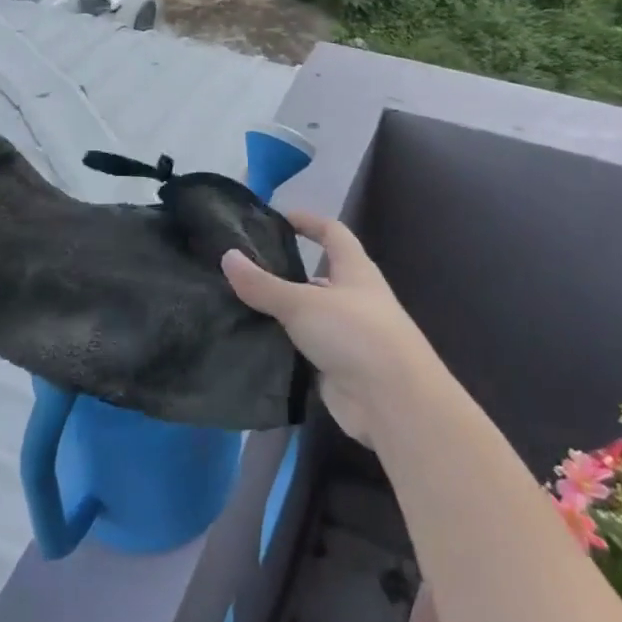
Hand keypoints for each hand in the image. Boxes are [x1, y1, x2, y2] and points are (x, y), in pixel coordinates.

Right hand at [222, 212, 435, 445]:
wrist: (393, 403)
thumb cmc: (355, 334)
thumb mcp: (303, 303)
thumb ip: (263, 284)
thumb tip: (227, 256)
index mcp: (355, 271)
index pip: (333, 233)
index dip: (308, 221)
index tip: (276, 218)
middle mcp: (353, 299)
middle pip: (315, 276)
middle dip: (282, 271)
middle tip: (240, 268)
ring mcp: (345, 336)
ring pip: (305, 316)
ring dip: (277, 312)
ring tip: (234, 303)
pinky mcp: (335, 368)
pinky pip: (301, 349)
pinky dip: (279, 345)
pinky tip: (248, 342)